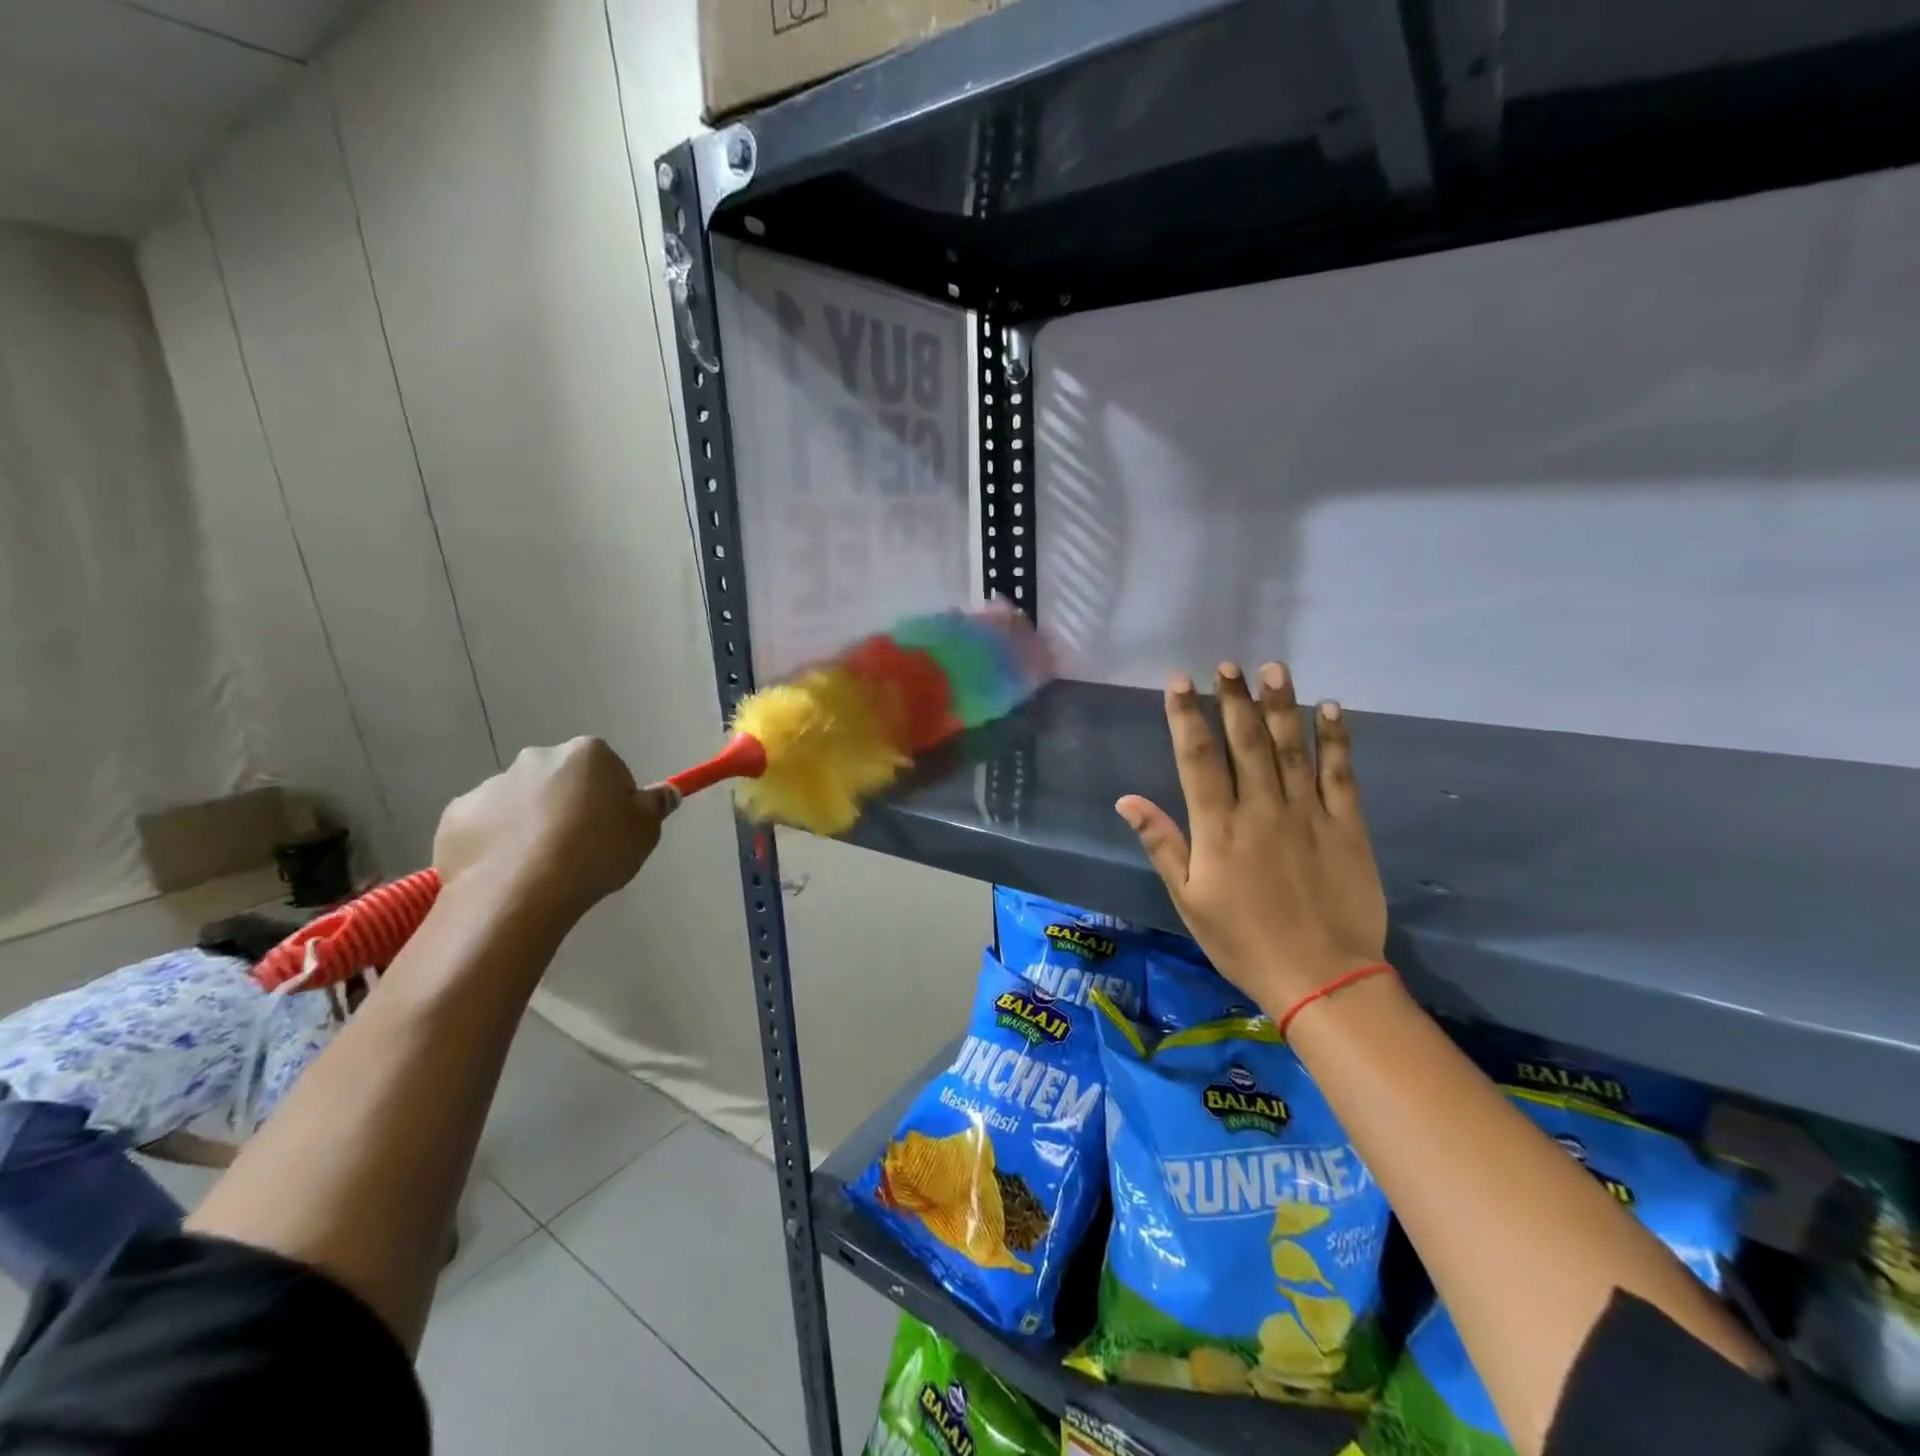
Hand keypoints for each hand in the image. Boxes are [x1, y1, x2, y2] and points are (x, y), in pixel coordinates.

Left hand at [433, 738, 669, 923]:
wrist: (518, 893)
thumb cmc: (594, 854)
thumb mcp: (644, 832)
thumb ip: (655, 806)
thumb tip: (666, 792)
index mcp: (587, 754)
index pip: (609, 769)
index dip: (614, 800)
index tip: (614, 830)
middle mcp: (537, 758)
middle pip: (563, 780)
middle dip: (570, 805)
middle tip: (581, 848)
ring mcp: (491, 785)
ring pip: (522, 802)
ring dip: (532, 823)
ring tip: (542, 867)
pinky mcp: (457, 816)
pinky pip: (486, 825)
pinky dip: (497, 842)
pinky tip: (509, 871)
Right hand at [1117, 663, 1387, 1010]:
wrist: (1322, 978)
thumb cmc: (1243, 941)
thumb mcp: (1188, 899)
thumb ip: (1161, 844)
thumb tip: (1126, 799)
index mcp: (1218, 828)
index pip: (1197, 758)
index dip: (1186, 716)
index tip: (1180, 681)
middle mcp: (1261, 809)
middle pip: (1245, 742)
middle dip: (1233, 699)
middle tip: (1228, 664)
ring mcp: (1307, 814)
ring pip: (1291, 748)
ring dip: (1281, 706)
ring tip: (1274, 669)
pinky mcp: (1347, 826)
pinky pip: (1341, 774)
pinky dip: (1336, 740)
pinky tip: (1331, 709)